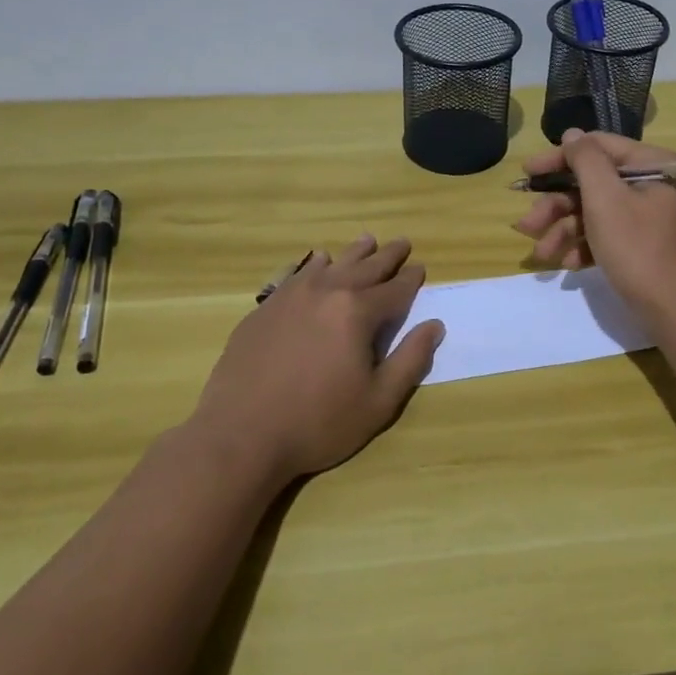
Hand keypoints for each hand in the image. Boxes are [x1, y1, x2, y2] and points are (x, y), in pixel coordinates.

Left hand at [191, 235, 443, 482]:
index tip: (420, 268)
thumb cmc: (318, 422)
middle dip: (387, 256)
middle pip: (365, 267)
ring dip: (353, 253)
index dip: (411, 279)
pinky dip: (314, 265)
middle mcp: (326, 292)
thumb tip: (434, 326)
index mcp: (357, 312)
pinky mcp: (265, 308)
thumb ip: (410, 360)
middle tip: (402, 243)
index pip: (394, 290)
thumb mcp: (378, 401)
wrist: (241, 434)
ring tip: (367, 241)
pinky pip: (296, 274)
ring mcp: (291, 296)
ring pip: (330, 264)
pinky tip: (317, 262)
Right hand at [512, 129, 675, 323]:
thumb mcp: (606, 199)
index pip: (597, 147)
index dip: (558, 158)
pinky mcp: (644, 246)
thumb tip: (572, 134)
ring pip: (595, 213)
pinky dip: (585, 247)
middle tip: (527, 226)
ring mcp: (649, 218)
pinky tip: (566, 265)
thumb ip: (585, 160)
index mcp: (651, 165)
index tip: (527, 174)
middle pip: (592, 184)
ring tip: (542, 255)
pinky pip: (607, 236)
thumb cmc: (639, 249)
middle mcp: (652, 186)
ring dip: (564, 231)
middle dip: (556, 206)